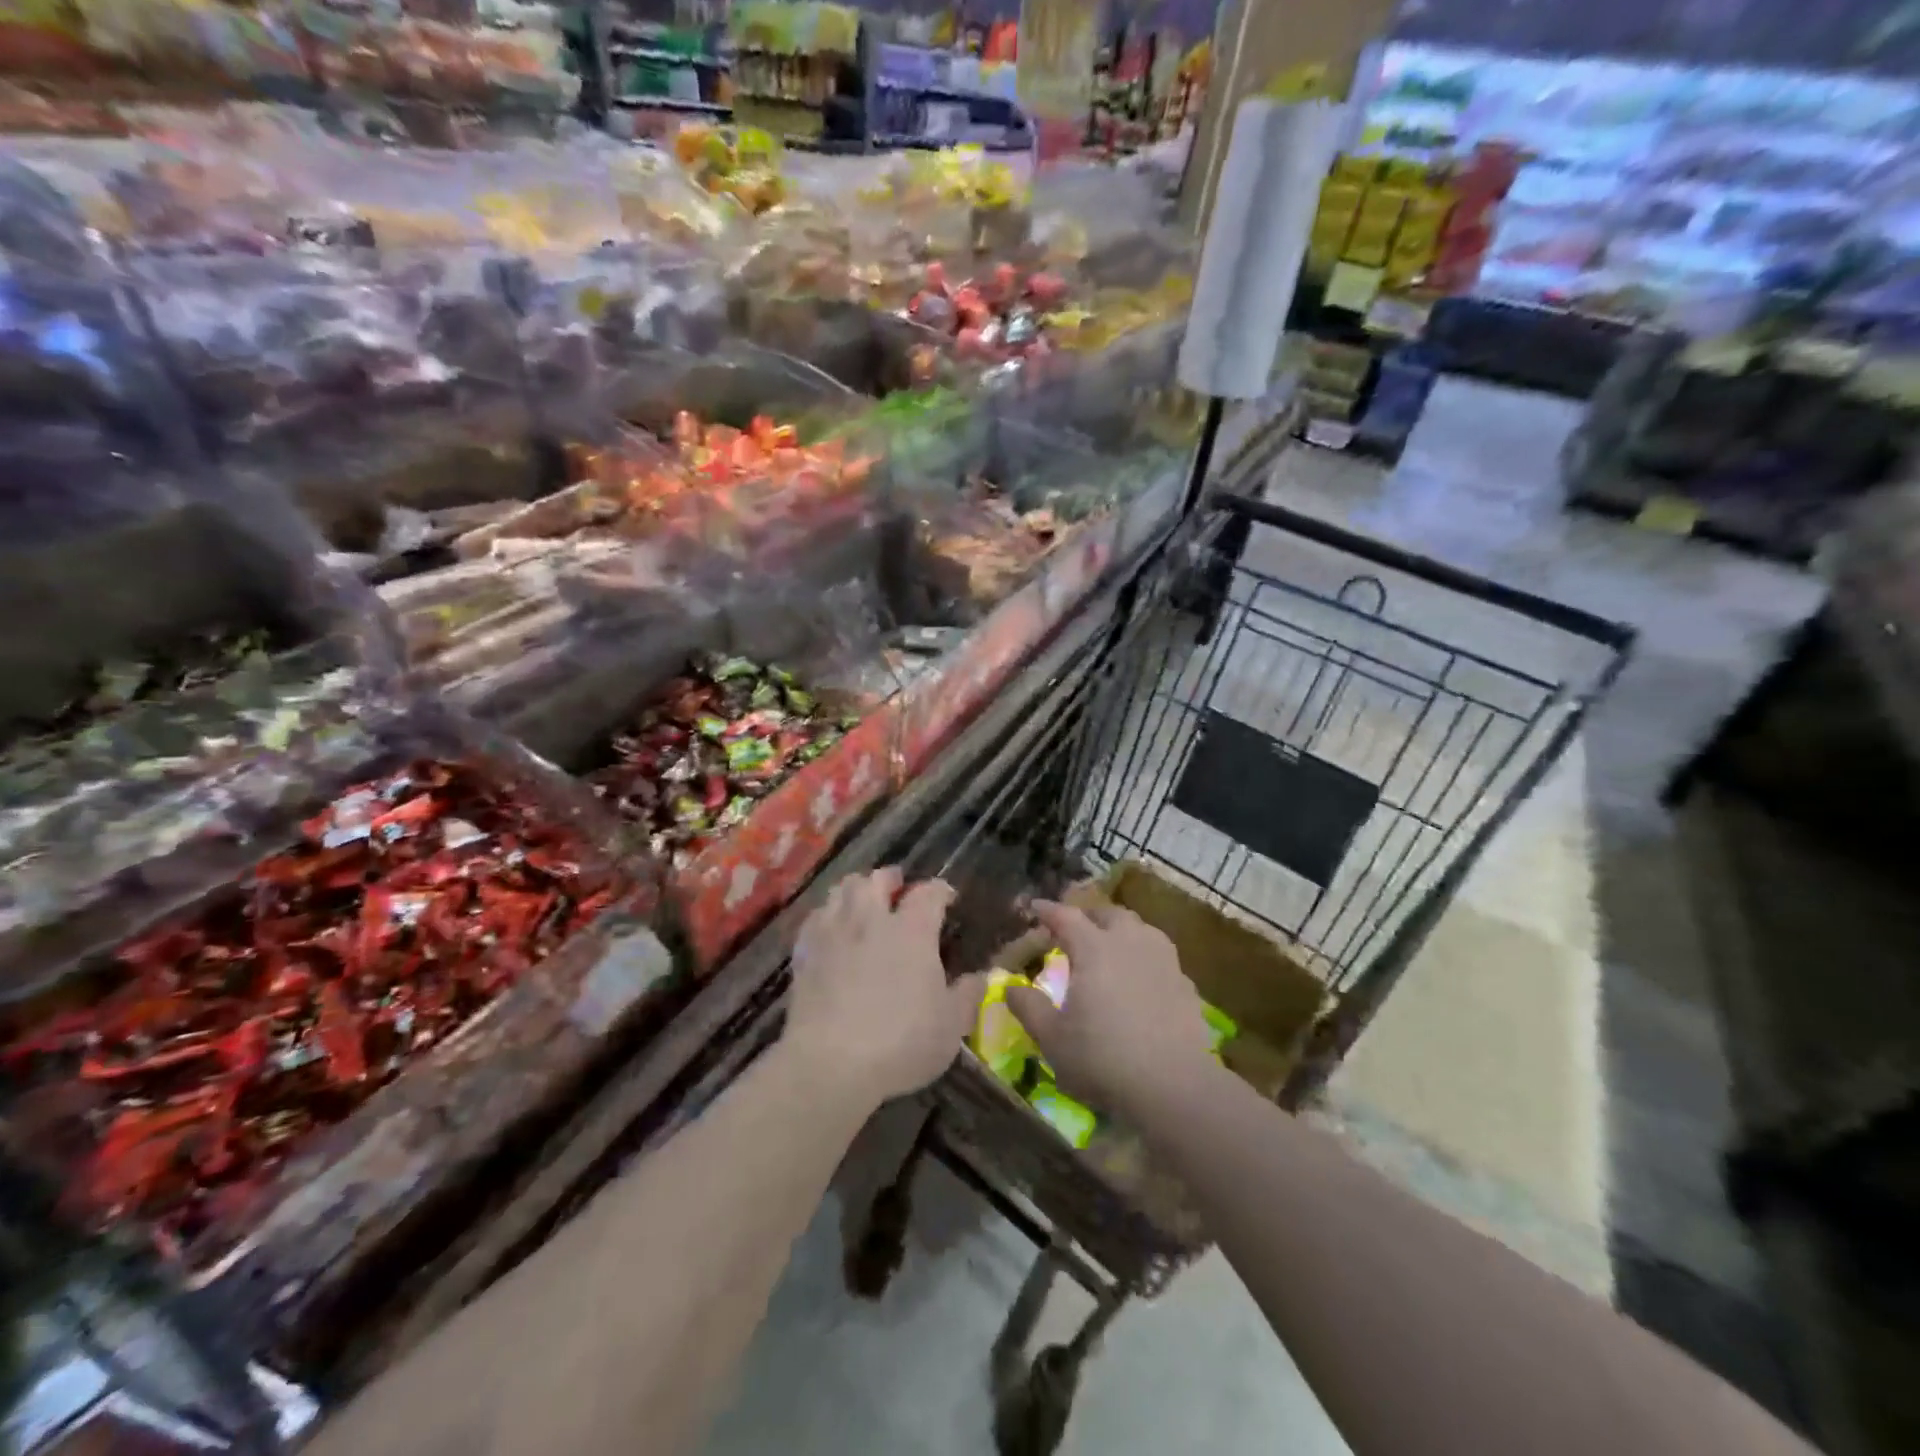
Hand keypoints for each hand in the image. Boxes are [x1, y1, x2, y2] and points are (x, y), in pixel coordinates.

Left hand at [786, 867, 985, 1112]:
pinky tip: (831, 929)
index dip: (940, 890)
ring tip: (863, 901)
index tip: (947, 897)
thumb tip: (982, 976)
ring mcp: (834, 932)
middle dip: (890, 879)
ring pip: (842, 890)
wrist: (830, 1063)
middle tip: (898, 888)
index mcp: (913, 930)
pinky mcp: (804, 952)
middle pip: (877, 879)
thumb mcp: (951, 1025)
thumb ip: (968, 995)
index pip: (928, 893)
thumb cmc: (902, 1042)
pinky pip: (815, 917)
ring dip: (856, 889)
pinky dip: (828, 915)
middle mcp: (871, 919)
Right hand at [1005, 900, 1214, 1116]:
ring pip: (1140, 928)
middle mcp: (1130, 942)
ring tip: (1110, 946)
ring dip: (1120, 930)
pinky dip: (1144, 957)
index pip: (1066, 916)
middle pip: (1108, 914)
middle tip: (1074, 929)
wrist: (1175, 1087)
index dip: (1048, 910)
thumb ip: (1028, 1007)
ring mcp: (1163, 960)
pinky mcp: (1185, 983)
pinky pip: (1160, 956)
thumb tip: (1010, 986)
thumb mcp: (1052, 1038)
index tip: (1035, 907)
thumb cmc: (1103, 1058)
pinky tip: (1141, 977)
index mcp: (1094, 948)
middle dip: (1088, 916)